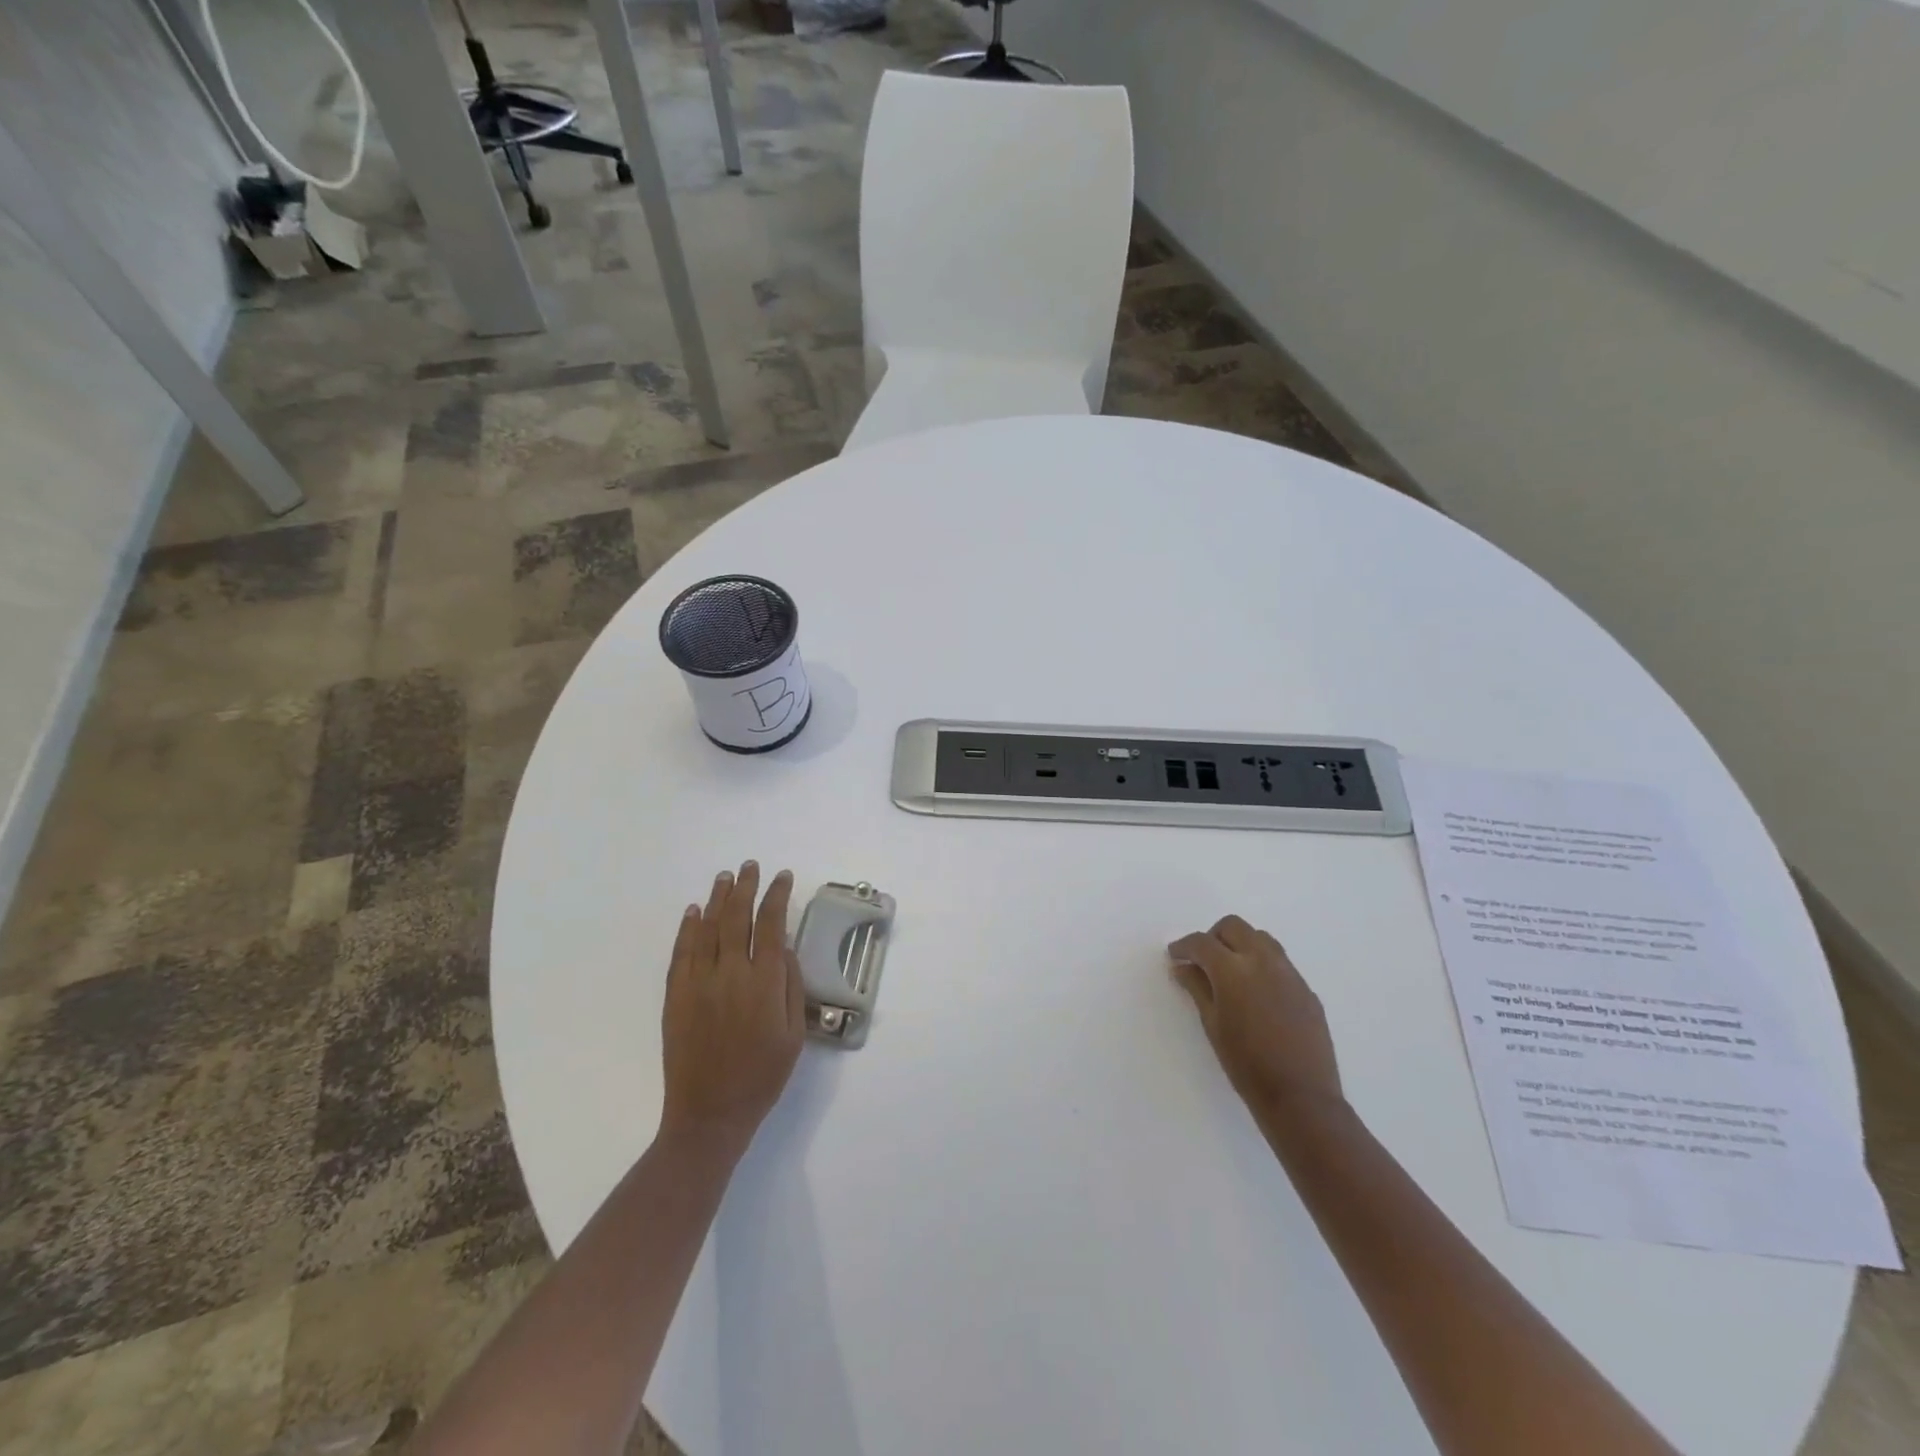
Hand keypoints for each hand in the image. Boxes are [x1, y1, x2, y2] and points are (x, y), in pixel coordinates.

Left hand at [660, 862, 804, 1152]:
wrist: (709, 1114)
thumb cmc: (762, 1076)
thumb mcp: (795, 1035)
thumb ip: (791, 987)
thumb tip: (783, 950)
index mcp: (764, 983)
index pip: (771, 924)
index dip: (777, 896)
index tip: (783, 877)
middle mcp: (731, 974)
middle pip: (737, 917)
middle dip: (746, 887)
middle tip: (750, 866)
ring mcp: (699, 983)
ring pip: (708, 928)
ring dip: (718, 899)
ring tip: (725, 876)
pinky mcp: (676, 996)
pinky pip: (681, 952)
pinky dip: (688, 928)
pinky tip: (694, 911)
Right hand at [1168, 915, 1343, 1117]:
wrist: (1301, 1097)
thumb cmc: (1246, 1064)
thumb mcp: (1212, 1025)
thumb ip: (1197, 988)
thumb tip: (1182, 967)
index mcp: (1233, 969)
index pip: (1202, 942)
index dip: (1184, 946)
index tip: (1175, 955)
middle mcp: (1263, 961)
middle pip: (1234, 927)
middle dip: (1214, 937)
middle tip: (1203, 960)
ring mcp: (1289, 973)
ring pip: (1261, 938)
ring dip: (1241, 944)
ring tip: (1231, 971)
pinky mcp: (1306, 989)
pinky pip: (1280, 962)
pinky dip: (1262, 964)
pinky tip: (1256, 993)